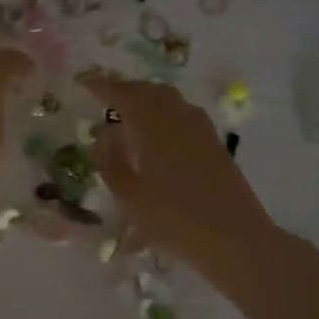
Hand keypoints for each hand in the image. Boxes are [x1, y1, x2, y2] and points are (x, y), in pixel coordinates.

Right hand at [79, 72, 280, 266]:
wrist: (234, 237)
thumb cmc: (174, 219)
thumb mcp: (131, 196)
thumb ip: (111, 164)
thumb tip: (101, 140)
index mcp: (152, 124)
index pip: (121, 94)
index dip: (101, 86)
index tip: (83, 81)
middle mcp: (177, 116)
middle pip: (147, 90)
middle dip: (125, 90)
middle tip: (104, 98)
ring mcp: (200, 127)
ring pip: (168, 99)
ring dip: (146, 99)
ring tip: (128, 115)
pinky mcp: (213, 141)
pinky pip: (182, 113)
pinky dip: (164, 113)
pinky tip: (158, 134)